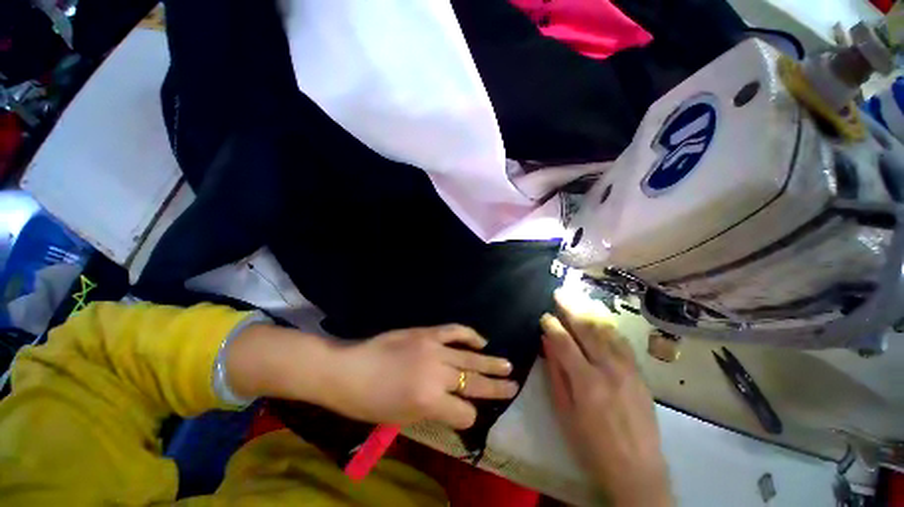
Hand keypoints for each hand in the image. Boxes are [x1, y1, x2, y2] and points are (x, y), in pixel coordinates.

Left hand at [322, 325, 518, 428]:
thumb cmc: (370, 402)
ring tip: (507, 365)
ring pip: (470, 358)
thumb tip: (454, 406)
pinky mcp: (427, 333)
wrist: (349, 368)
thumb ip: (433, 411)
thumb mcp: (403, 418)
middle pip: (474, 383)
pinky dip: (470, 335)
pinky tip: (481, 341)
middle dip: (496, 388)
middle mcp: (438, 374)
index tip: (468, 416)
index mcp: (430, 401)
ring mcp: (434, 349)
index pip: (464, 413)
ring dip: (491, 362)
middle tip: (513, 386)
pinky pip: (454, 331)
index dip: (468, 418)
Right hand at [541, 291, 671, 506]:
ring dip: (590, 310)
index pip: (565, 342)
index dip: (552, 325)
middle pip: (587, 329)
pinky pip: (622, 341)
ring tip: (578, 297)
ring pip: (607, 330)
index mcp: (586, 381)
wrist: (637, 469)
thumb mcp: (565, 411)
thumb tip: (547, 343)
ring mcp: (628, 369)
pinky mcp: (639, 373)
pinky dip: (609, 326)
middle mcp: (608, 369)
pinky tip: (601, 317)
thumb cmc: (591, 444)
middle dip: (570, 307)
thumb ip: (556, 373)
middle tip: (559, 292)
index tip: (543, 315)